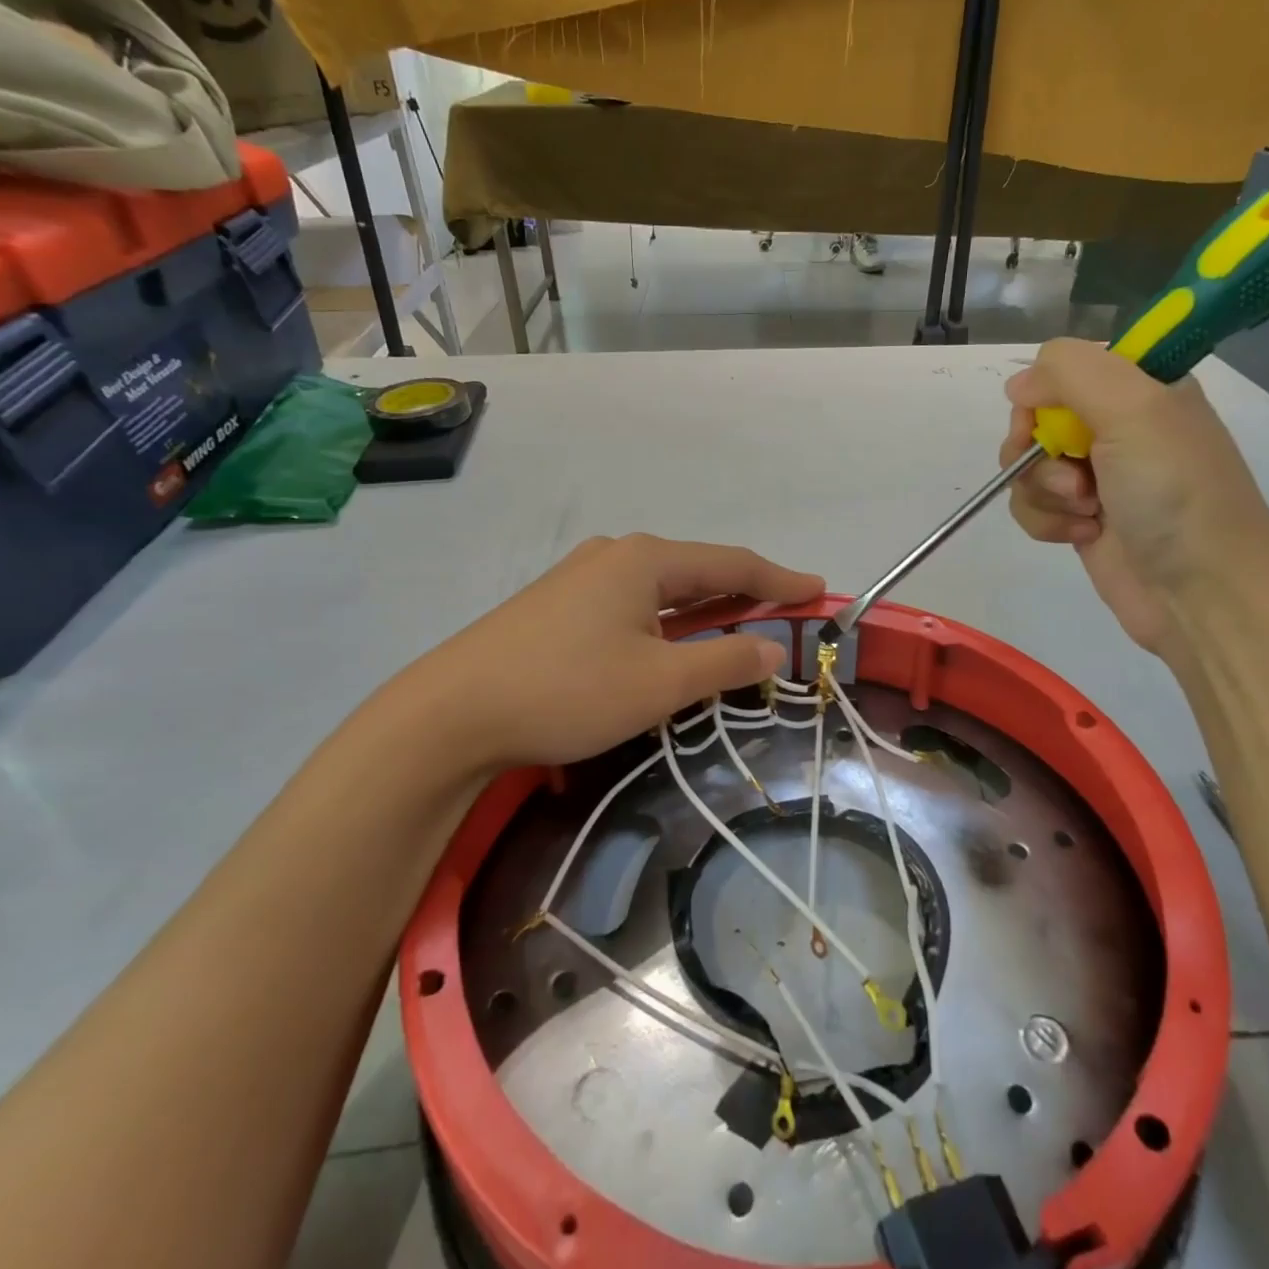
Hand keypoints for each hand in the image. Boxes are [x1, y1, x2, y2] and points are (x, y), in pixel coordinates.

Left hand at [399, 534, 822, 772]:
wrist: (451, 713)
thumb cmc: (568, 690)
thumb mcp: (659, 683)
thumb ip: (724, 662)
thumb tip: (773, 649)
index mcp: (646, 560)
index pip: (732, 563)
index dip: (779, 579)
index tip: (817, 589)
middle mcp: (615, 556)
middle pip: (697, 570)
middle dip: (744, 591)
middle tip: (785, 610)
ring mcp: (580, 578)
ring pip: (662, 589)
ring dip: (704, 608)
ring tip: (738, 623)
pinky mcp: (557, 606)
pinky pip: (632, 605)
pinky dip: (667, 621)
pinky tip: (669, 639)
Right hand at [999, 338, 1268, 654]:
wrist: (1203, 591)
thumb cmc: (1175, 492)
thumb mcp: (1134, 408)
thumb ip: (1070, 373)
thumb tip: (1017, 385)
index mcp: (1141, 387)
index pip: (1064, 368)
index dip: (1045, 393)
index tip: (1049, 420)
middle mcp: (1117, 426)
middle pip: (1036, 418)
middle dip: (1038, 450)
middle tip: (1072, 475)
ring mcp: (1098, 476)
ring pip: (1027, 466)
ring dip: (1044, 491)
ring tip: (1087, 513)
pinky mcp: (1081, 519)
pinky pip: (1033, 506)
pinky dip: (1047, 521)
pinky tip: (1082, 536)